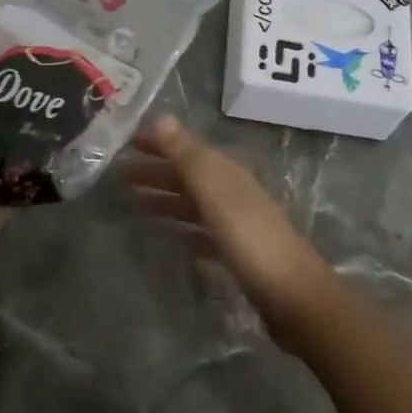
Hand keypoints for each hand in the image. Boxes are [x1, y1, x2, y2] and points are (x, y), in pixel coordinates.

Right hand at [124, 115, 336, 349]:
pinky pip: (199, 231)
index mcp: (225, 171)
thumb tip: (160, 117)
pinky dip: (180, 226)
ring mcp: (235, 222)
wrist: (293, 296)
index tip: (124, 142)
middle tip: (118, 175)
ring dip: (164, 197)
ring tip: (133, 202)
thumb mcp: (214, 190)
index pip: (185, 147)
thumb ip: (187, 154)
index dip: (157, 142)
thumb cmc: (249, 237)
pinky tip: (166, 235)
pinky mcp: (236, 253)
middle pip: (186, 174)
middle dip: (155, 171)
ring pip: (191, 202)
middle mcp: (230, 190)